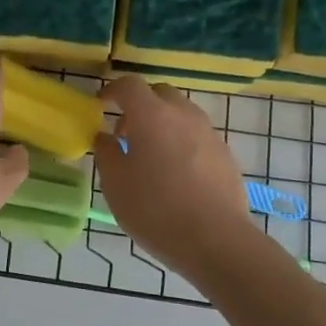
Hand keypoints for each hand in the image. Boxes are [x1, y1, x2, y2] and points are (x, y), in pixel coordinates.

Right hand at [94, 76, 254, 277]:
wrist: (215, 240)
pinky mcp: (225, 155)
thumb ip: (107, 154)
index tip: (100, 105)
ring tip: (151, 155)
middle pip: (160, 94)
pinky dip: (182, 142)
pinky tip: (175, 174)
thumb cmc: (154, 209)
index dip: (112, 91)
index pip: (129, 85)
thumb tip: (105, 137)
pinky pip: (198, 136)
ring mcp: (209, 133)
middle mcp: (183, 115)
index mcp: (152, 116)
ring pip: (182, 114)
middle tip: (125, 133)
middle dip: (140, 105)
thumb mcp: (115, 184)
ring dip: (163, 124)